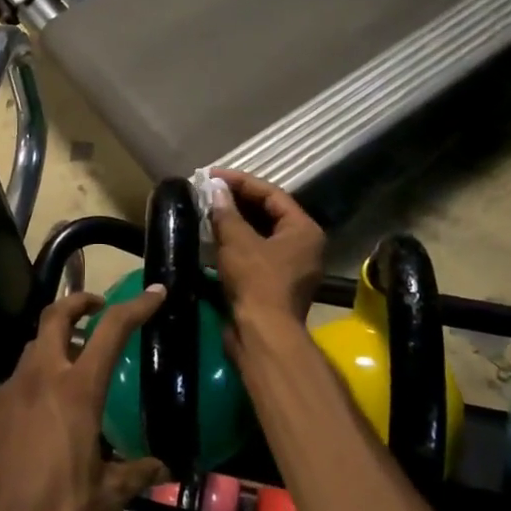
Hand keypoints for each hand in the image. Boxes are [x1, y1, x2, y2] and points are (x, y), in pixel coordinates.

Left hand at [0, 287, 168, 510]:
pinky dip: (33, 382)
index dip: (135, 307)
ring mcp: (7, 393)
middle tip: (97, 307)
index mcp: (76, 391)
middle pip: (55, 316)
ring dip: (53, 344)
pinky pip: (14, 384)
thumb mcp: (107, 496)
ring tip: (72, 365)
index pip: (111, 331)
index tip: (154, 293)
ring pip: (31, 349)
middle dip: (78, 302)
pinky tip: (41, 416)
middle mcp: (39, 379)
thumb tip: (163, 468)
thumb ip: (137, 473)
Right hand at [209, 169, 326, 324]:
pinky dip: (235, 245)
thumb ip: (226, 212)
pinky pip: (255, 255)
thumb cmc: (256, 281)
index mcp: (304, 230)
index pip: (272, 194)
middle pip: (268, 214)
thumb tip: (215, 190)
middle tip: (209, 192)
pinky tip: (213, 239)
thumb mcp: (238, 241)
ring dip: (234, 223)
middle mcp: (303, 246)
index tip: (213, 176)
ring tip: (207, 211)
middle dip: (237, 202)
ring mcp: (290, 268)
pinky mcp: (274, 285)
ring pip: (260, 236)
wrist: (262, 334)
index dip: (241, 182)